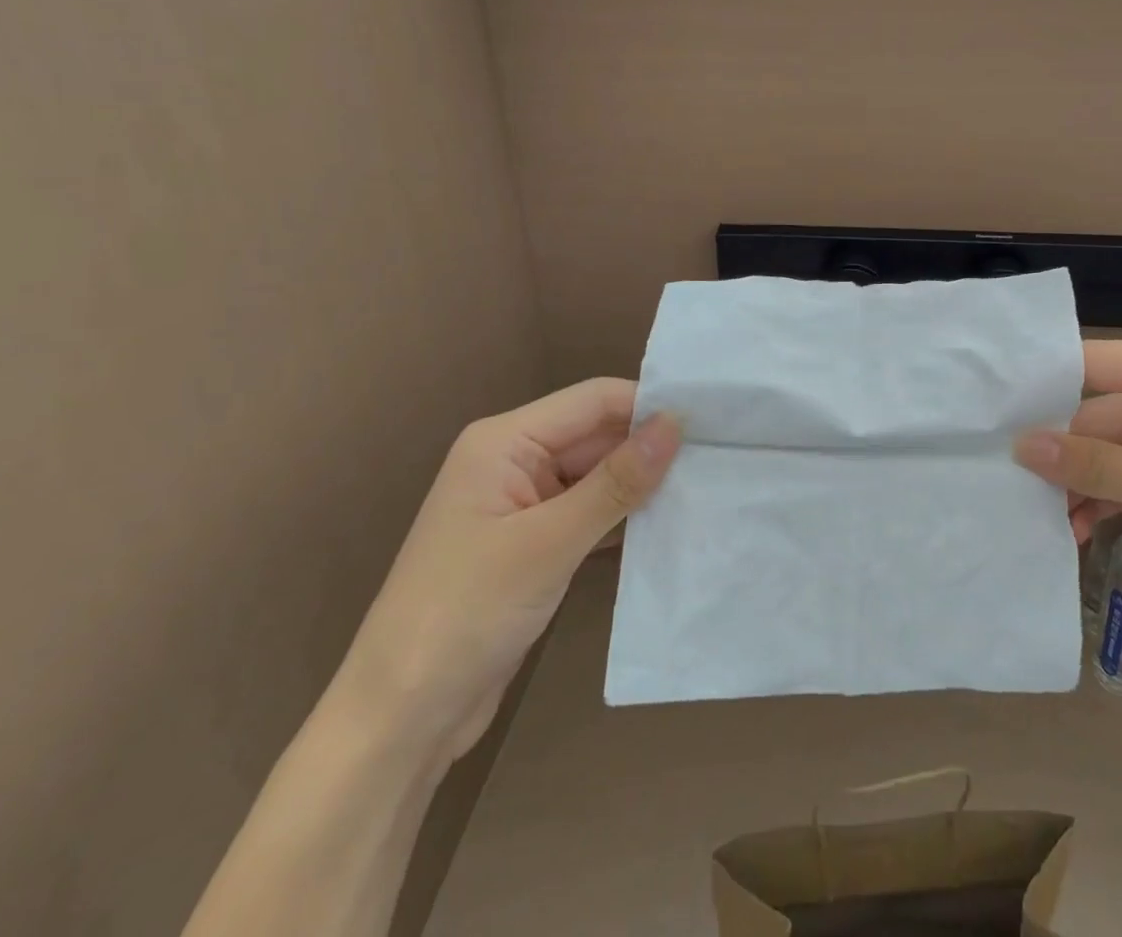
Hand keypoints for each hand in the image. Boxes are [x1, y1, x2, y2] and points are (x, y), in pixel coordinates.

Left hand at [330, 379, 680, 764]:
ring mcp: (524, 505)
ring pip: (598, 476)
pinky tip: (668, 526)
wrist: (401, 720)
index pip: (593, 401)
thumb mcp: (548, 543)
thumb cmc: (466, 613)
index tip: (711, 419)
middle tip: (720, 457)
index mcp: (505, 442)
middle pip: (597, 436)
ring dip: (642, 485)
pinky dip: (624, 519)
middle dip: (650, 448)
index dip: (648, 405)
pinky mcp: (534, 545)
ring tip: (707, 487)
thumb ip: (616, 481)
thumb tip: (676, 424)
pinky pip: (590, 514)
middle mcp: (515, 461)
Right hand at [1014, 340, 1121, 640]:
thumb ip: (1095, 465)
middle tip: (1008, 484)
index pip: (1091, 365)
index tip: (989, 412)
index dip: (1042, 386)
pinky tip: (1079, 531)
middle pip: (1096, 415)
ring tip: (1043, 519)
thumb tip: (1020, 446)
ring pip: (1110, 453)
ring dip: (1081, 485)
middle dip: (1060, 453)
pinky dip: (1107, 502)